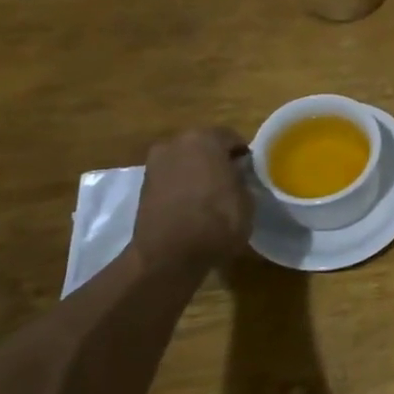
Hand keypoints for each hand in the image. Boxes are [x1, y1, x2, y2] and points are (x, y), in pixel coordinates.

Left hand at [133, 128, 254, 270]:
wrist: (168, 256)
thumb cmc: (216, 221)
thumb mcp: (247, 200)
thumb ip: (243, 179)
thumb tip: (237, 175)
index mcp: (205, 139)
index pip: (232, 138)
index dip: (243, 155)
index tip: (250, 171)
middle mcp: (177, 143)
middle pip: (204, 146)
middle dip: (217, 160)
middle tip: (232, 181)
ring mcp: (156, 164)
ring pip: (185, 161)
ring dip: (197, 172)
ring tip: (211, 195)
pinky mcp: (143, 186)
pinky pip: (171, 178)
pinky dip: (181, 186)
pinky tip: (192, 205)